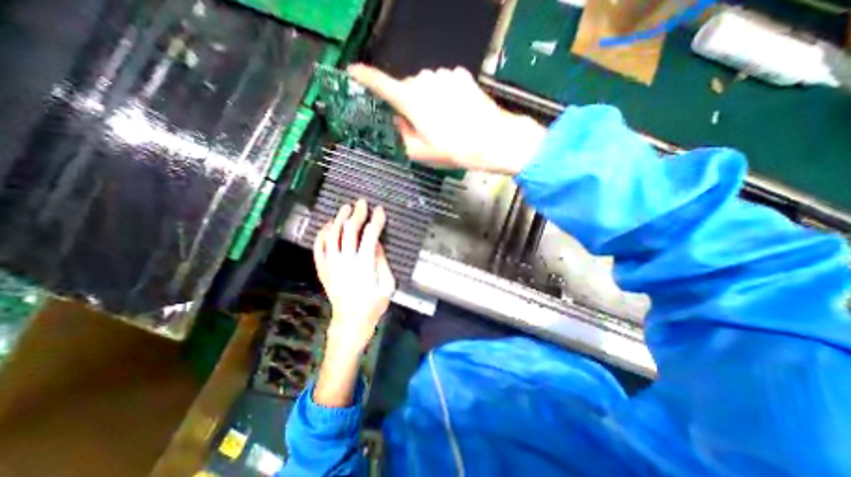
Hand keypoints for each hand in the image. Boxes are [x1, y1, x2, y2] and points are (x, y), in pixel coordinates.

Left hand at [312, 197, 394, 357]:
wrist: (351, 321)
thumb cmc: (373, 304)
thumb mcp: (387, 285)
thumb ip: (382, 262)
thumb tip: (377, 243)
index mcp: (364, 265)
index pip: (370, 235)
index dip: (376, 220)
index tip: (380, 210)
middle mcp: (346, 261)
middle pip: (349, 230)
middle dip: (357, 214)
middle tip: (362, 203)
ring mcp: (331, 264)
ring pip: (332, 235)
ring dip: (339, 219)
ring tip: (345, 208)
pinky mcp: (323, 269)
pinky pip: (319, 247)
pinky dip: (322, 234)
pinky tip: (327, 225)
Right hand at [345, 63, 544, 174]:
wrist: (490, 140)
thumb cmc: (453, 150)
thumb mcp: (420, 153)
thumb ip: (403, 135)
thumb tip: (400, 120)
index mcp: (410, 101)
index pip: (381, 84)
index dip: (365, 77)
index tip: (353, 71)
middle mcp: (424, 82)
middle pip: (406, 87)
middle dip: (409, 104)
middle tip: (423, 126)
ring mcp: (443, 75)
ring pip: (425, 85)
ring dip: (427, 99)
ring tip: (443, 121)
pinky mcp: (460, 75)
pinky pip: (443, 82)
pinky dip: (443, 94)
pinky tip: (455, 110)